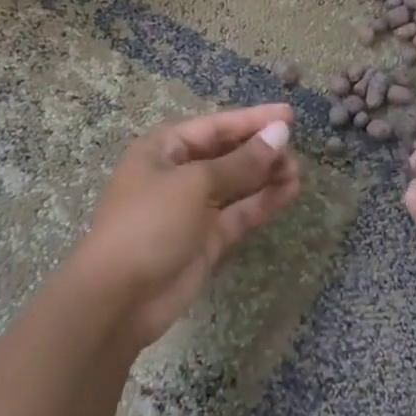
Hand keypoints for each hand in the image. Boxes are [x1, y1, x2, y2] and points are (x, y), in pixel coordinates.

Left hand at [75, 104, 300, 350]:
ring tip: (298, 172)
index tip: (289, 114)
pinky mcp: (205, 239)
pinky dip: (262, 202)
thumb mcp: (195, 184)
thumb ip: (241, 161)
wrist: (118, 300)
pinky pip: (238, 212)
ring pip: (236, 184)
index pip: (215, 126)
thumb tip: (279, 133)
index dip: (252, 119)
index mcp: (164, 149)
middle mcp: (178, 174)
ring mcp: (192, 208)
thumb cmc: (149, 224)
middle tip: (296, 150)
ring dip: (266, 176)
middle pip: (227, 153)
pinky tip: (289, 192)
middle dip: (260, 150)